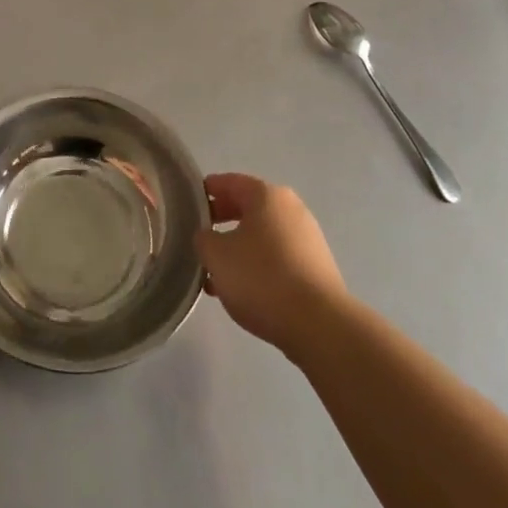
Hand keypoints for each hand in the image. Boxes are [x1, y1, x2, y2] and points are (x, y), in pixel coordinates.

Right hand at [196, 173, 347, 357]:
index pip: (230, 182)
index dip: (207, 191)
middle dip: (221, 221)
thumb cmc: (262, 278)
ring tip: (216, 274)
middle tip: (200, 238)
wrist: (319, 325)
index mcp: (267, 196)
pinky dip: (258, 266)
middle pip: (248, 207)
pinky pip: (278, 257)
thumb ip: (203, 239)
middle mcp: (291, 209)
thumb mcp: (217, 256)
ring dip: (238, 248)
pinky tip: (243, 291)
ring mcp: (307, 238)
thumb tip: (207, 236)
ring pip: (262, 235)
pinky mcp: (316, 267)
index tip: (188, 204)